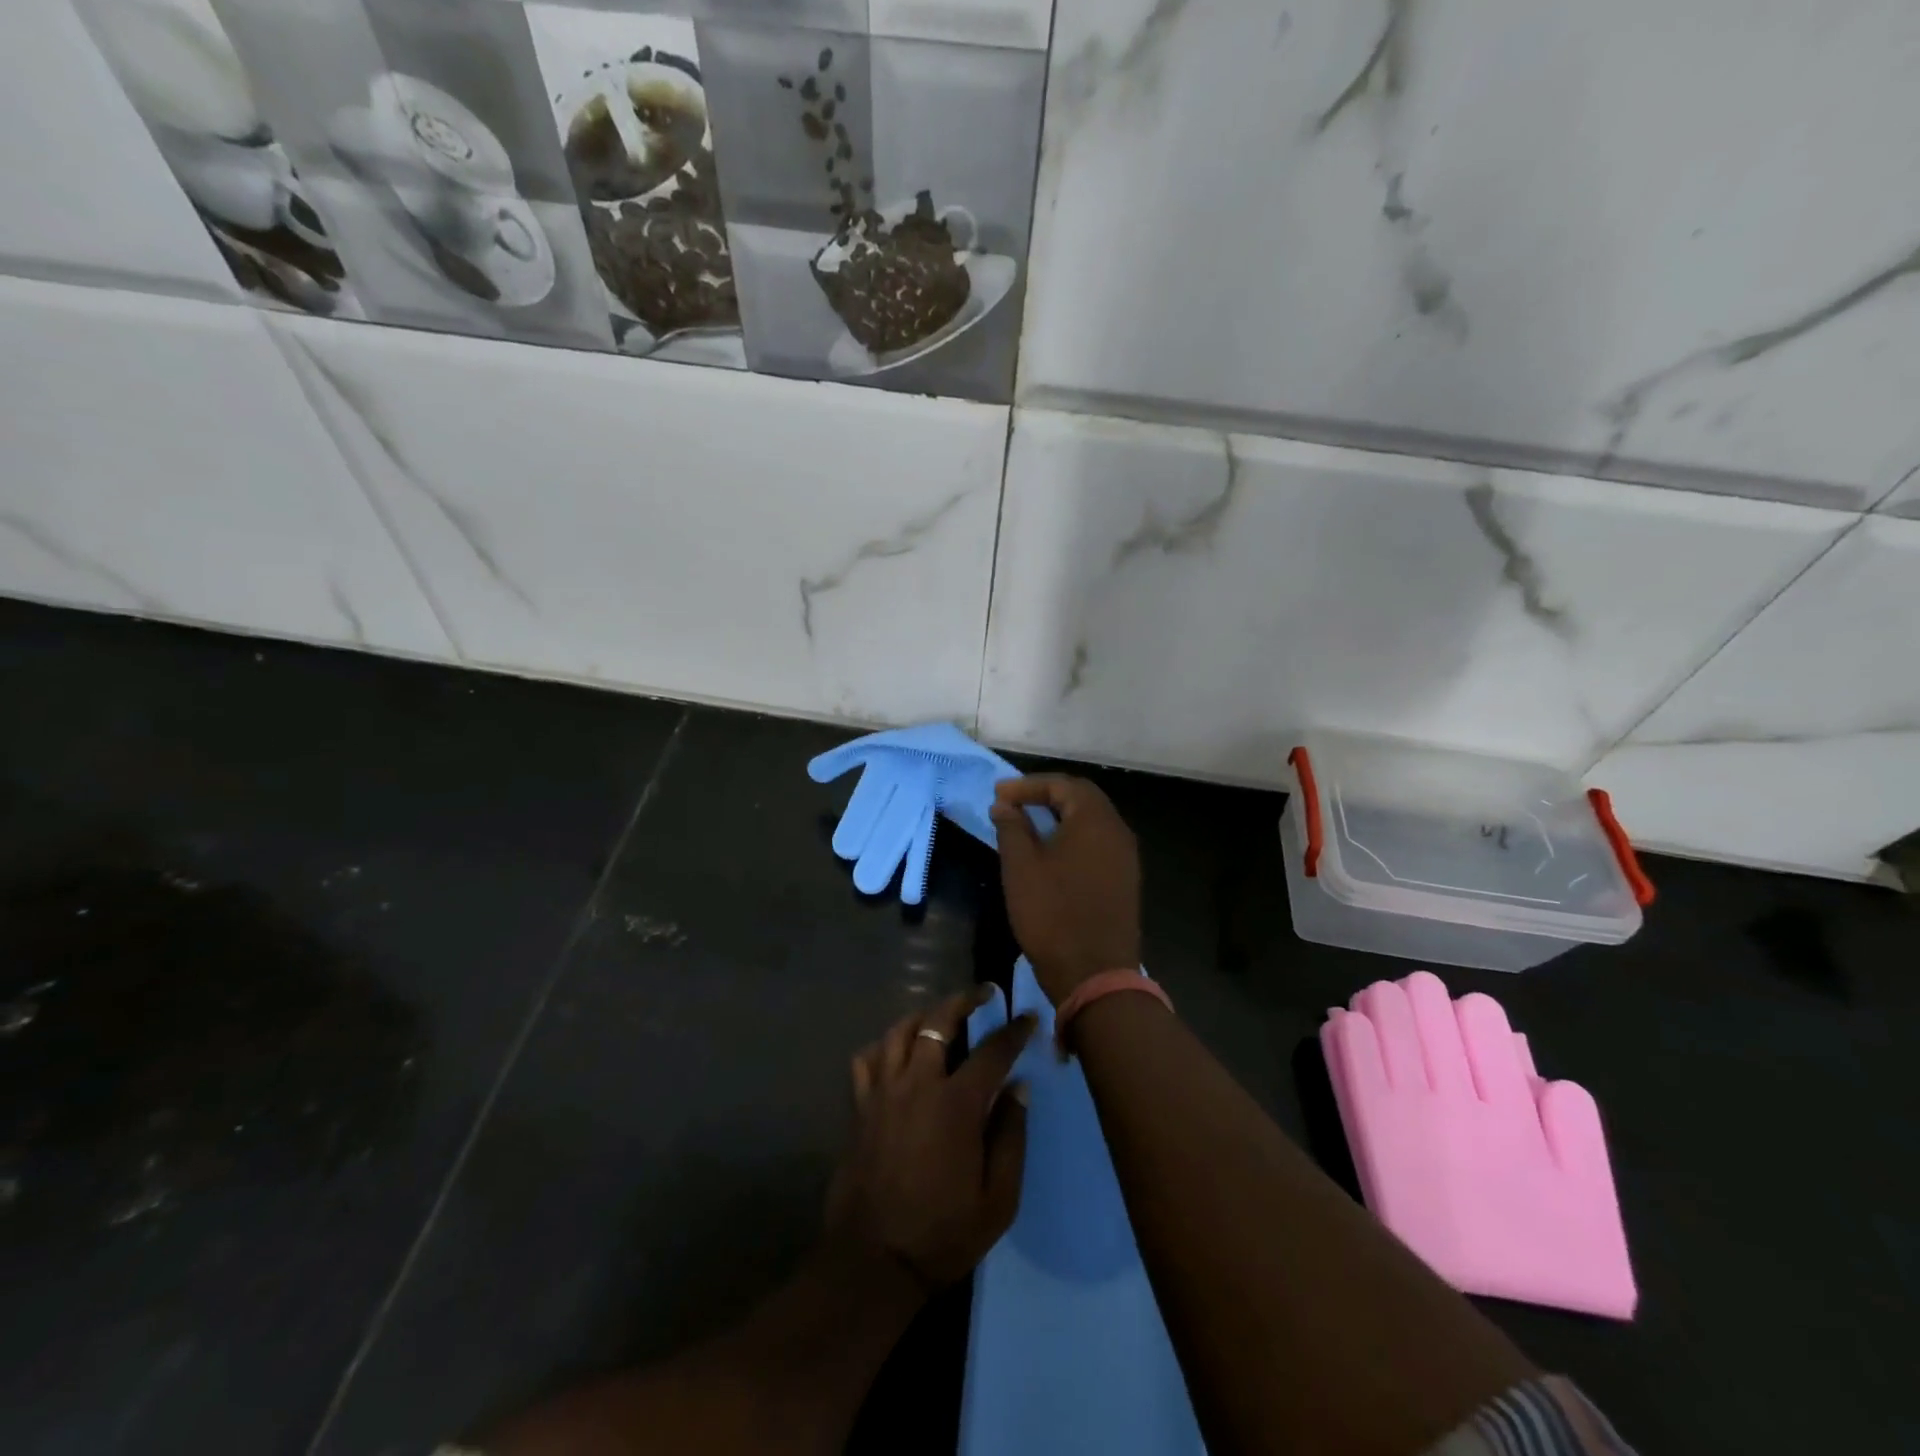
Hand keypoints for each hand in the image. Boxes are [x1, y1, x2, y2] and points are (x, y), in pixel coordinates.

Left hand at [826, 991, 1036, 1290]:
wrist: (874, 1262)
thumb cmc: (943, 1234)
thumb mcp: (998, 1198)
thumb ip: (1011, 1136)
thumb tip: (1019, 1088)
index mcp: (956, 1104)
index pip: (991, 1051)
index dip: (1013, 1031)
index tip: (1027, 1018)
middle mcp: (917, 1084)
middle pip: (939, 1021)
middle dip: (964, 1000)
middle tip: (983, 994)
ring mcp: (883, 1092)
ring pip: (900, 1031)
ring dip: (924, 1015)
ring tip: (940, 1014)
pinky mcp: (860, 1107)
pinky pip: (867, 1058)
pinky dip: (884, 1045)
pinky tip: (895, 1050)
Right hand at [989, 775, 1141, 1004]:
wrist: (1094, 974)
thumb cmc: (1052, 914)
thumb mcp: (1021, 867)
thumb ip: (1012, 828)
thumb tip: (1004, 805)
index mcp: (1095, 820)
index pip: (1063, 784)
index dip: (1028, 785)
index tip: (998, 794)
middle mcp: (1117, 831)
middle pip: (1082, 798)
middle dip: (1046, 795)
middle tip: (1013, 802)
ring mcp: (1126, 858)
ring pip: (1091, 822)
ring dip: (1060, 816)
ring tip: (1027, 823)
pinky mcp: (1125, 881)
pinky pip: (1098, 844)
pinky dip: (1072, 837)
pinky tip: (1051, 851)